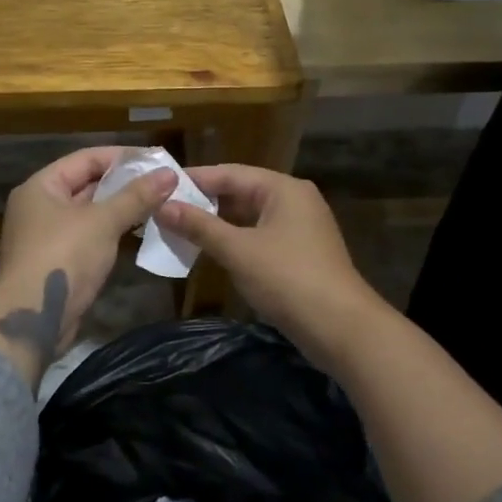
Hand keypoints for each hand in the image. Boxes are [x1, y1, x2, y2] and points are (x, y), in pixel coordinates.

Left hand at [0, 147, 176, 385]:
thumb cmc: (64, 257)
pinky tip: (140, 231)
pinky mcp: (58, 261)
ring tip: (159, 204)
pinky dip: (112, 231)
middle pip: (87, 185)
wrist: (34, 318)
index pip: (86, 159)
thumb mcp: (103, 222)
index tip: (156, 159)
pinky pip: (90, 236)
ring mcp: (47, 236)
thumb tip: (169, 174)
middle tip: (163, 182)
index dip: (122, 157)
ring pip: (90, 213)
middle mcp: (40, 206)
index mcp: (41, 186)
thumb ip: (136, 196)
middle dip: (124, 183)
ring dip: (121, 209)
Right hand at [154, 164, 380, 358]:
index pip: (230, 173)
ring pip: (249, 217)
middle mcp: (294, 201)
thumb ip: (199, 227)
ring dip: (217, 224)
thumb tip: (162, 206)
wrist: (341, 327)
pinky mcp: (300, 254)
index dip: (194, 180)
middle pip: (241, 192)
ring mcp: (300, 228)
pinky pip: (259, 237)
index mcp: (283, 189)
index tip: (160, 186)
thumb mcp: (238, 250)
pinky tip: (211, 252)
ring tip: (179, 230)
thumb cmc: (288, 278)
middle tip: (165, 210)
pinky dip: (235, 241)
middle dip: (204, 203)